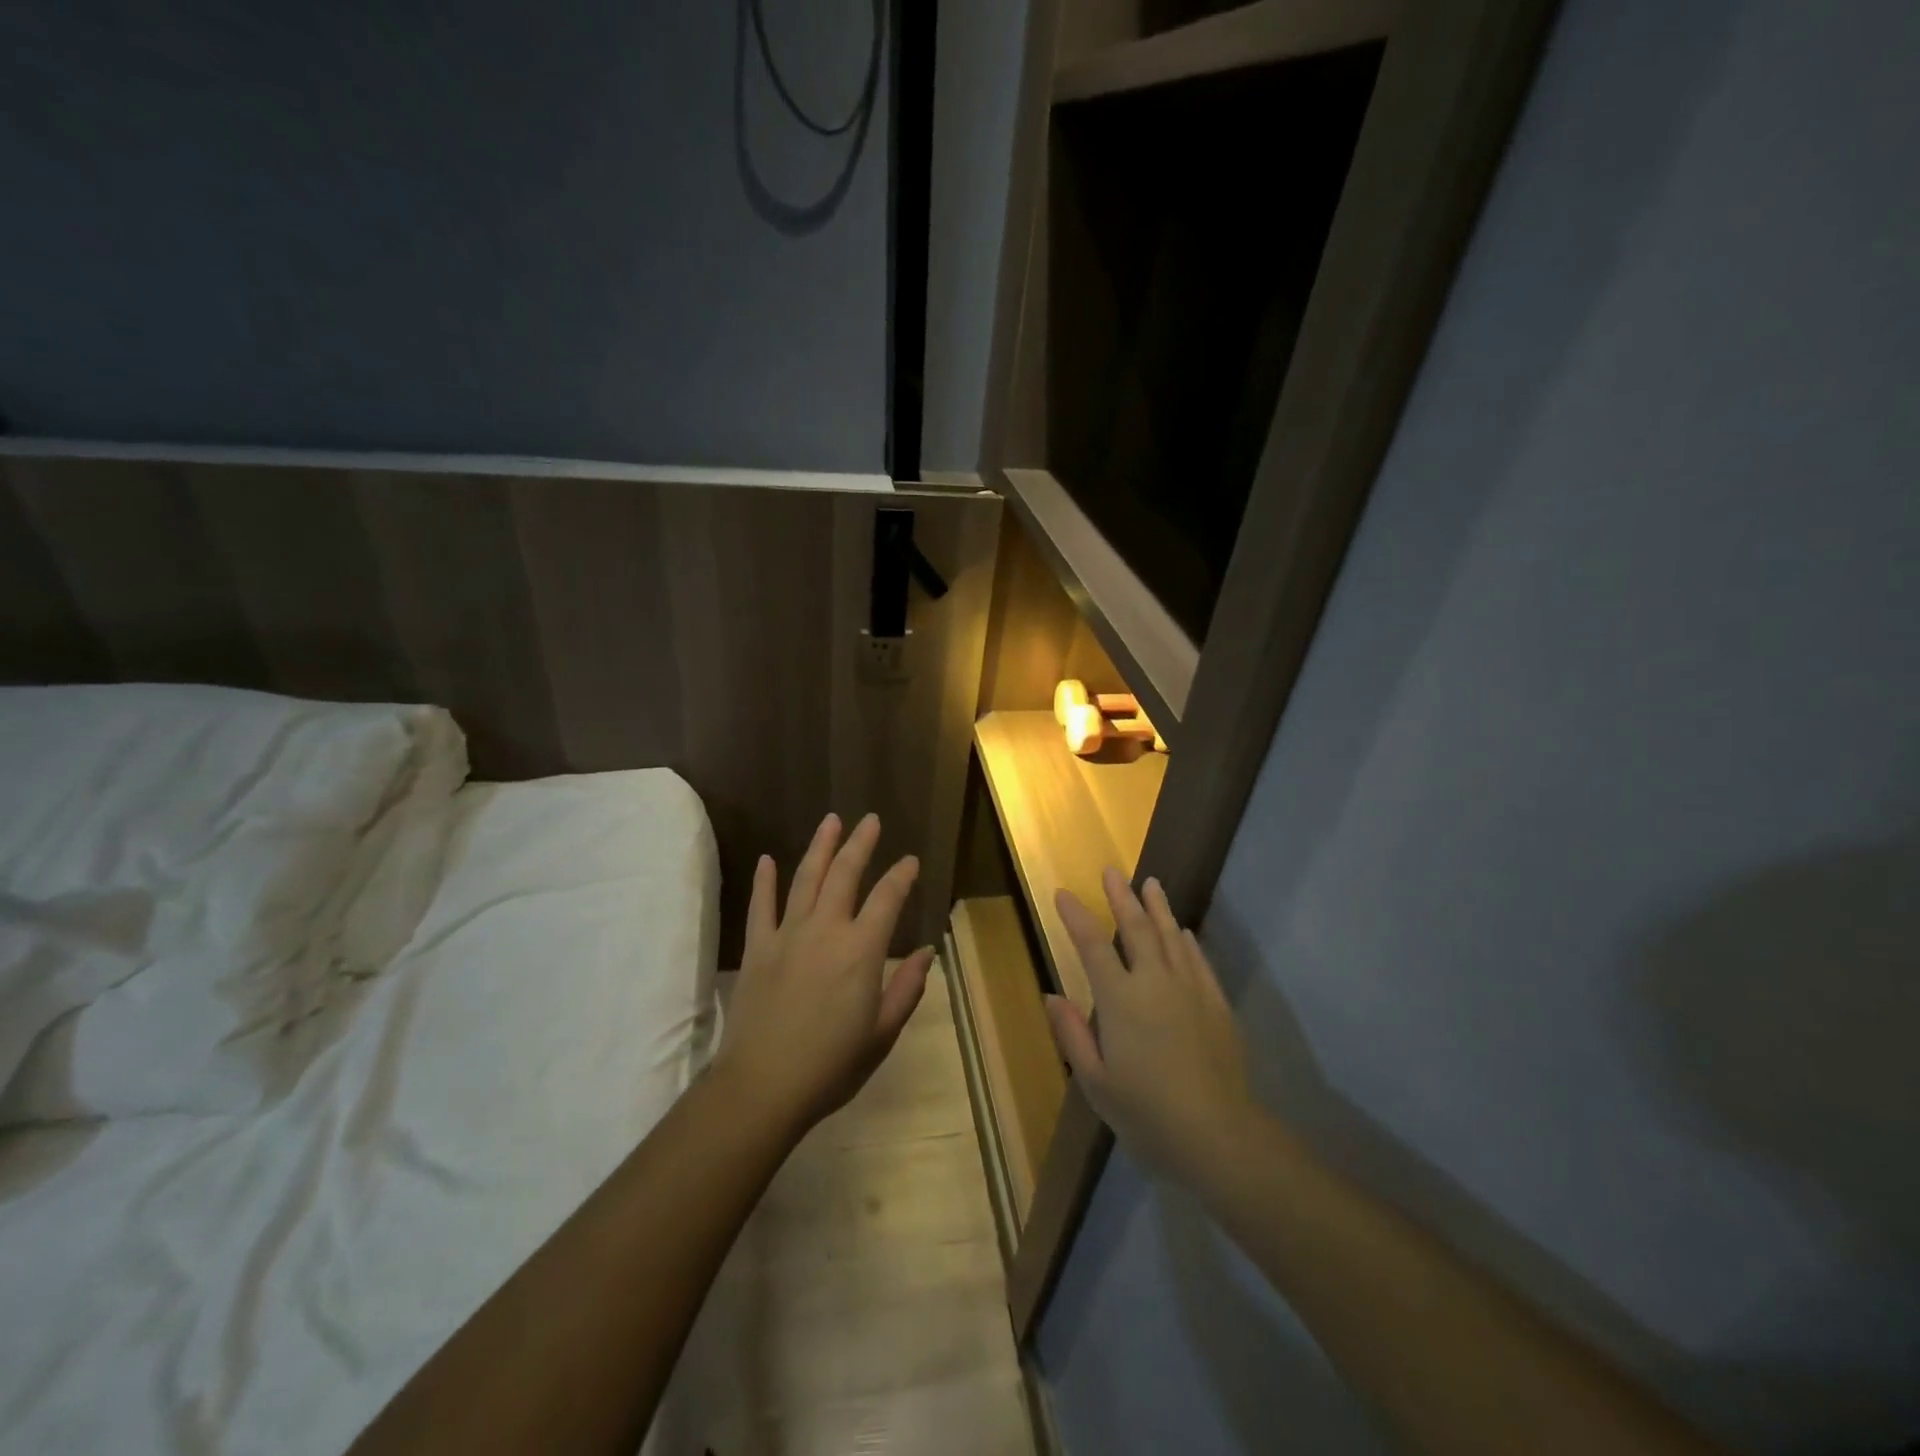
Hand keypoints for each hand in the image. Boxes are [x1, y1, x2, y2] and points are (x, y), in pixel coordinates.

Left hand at [714, 812, 933, 1135]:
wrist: (762, 1087)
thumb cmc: (831, 1066)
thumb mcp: (882, 1034)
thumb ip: (907, 988)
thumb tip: (928, 952)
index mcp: (861, 951)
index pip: (887, 898)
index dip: (901, 875)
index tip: (910, 860)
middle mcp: (826, 930)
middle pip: (845, 874)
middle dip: (860, 844)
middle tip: (870, 820)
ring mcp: (787, 935)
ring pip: (805, 878)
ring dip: (820, 847)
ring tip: (831, 821)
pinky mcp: (757, 948)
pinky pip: (761, 906)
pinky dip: (764, 881)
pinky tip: (767, 860)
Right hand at [1046, 868, 1257, 1188]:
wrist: (1218, 1134)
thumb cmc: (1146, 1112)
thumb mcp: (1096, 1081)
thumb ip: (1072, 1034)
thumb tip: (1052, 995)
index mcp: (1120, 999)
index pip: (1092, 946)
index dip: (1076, 917)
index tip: (1062, 893)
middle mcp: (1155, 982)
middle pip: (1136, 929)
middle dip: (1122, 897)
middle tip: (1112, 871)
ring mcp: (1190, 989)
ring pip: (1171, 936)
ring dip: (1158, 907)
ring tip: (1150, 883)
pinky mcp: (1216, 1003)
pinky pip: (1198, 960)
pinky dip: (1187, 941)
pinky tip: (1183, 931)